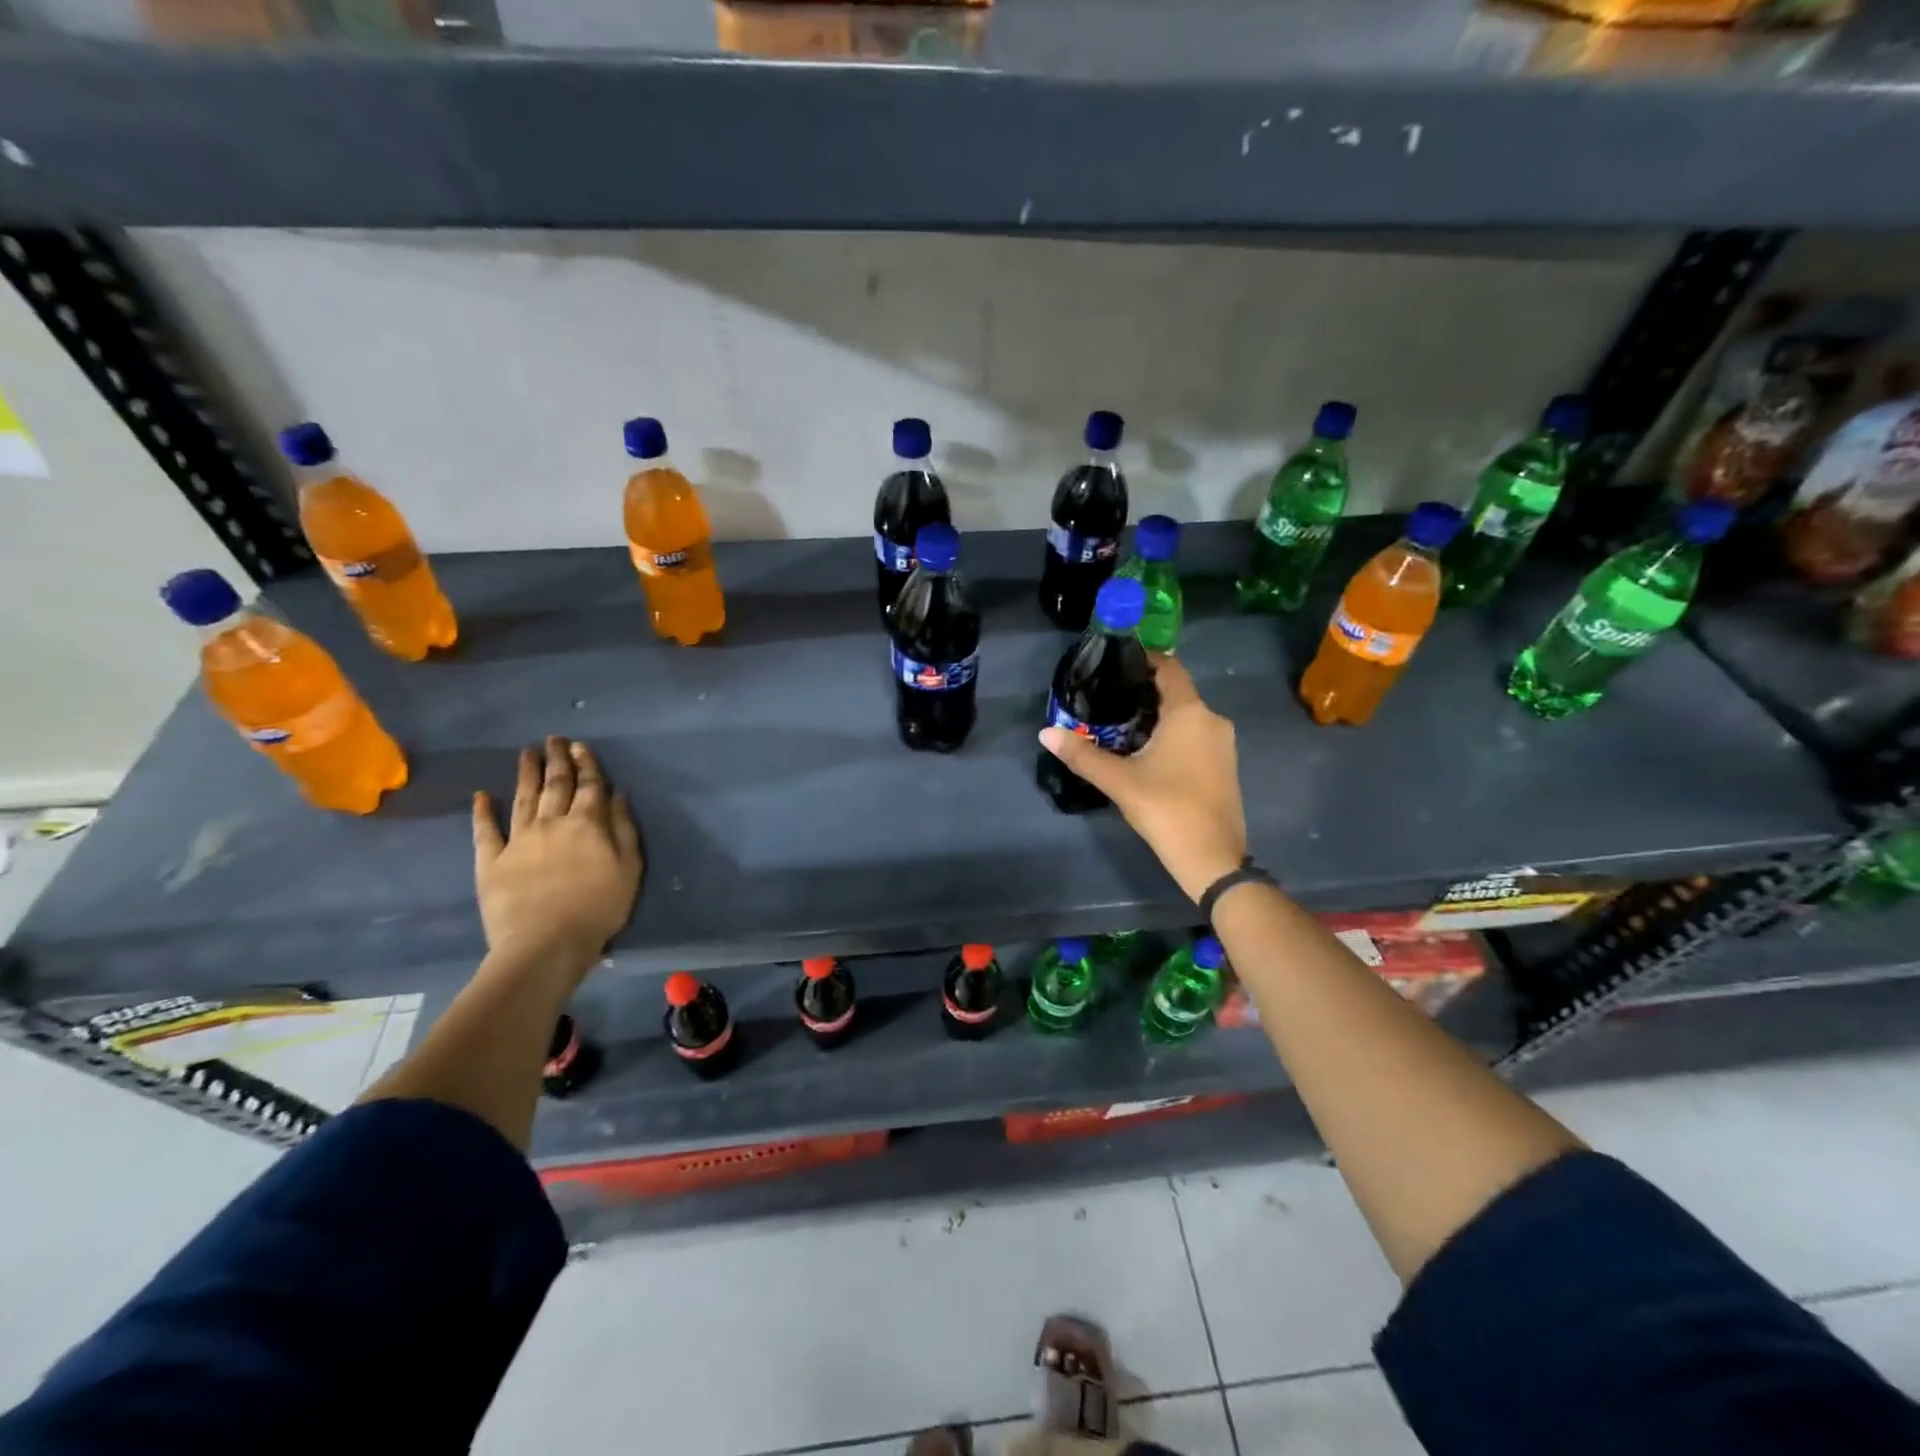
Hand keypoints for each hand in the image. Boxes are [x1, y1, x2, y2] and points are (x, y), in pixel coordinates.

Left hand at [472, 737, 643, 966]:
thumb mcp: (629, 868)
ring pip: (523, 798)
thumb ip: (624, 829)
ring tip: (526, 753)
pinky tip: (482, 795)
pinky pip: (486, 831)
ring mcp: (518, 840)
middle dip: (557, 760)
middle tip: (554, 739)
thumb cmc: (599, 907)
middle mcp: (551, 822)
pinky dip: (483, 811)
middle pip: (555, 784)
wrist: (546, 942)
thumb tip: (618, 796)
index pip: (589, 785)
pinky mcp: (491, 861)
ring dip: (525, 774)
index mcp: (587, 824)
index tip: (581, 746)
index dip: (587, 764)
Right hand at [1039, 656, 1246, 901]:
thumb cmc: (1166, 809)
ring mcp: (1223, 744)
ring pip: (1186, 716)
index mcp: (1189, 713)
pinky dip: (1172, 734)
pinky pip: (1195, 736)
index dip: (1143, 660)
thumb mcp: (1119, 781)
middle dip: (1143, 692)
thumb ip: (1082, 754)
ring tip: (1120, 724)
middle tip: (1107, 698)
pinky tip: (1146, 751)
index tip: (1114, 663)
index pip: (1169, 668)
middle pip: (1176, 693)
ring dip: (1157, 716)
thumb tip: (1045, 733)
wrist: (1212, 859)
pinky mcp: (1224, 766)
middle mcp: (1212, 720)